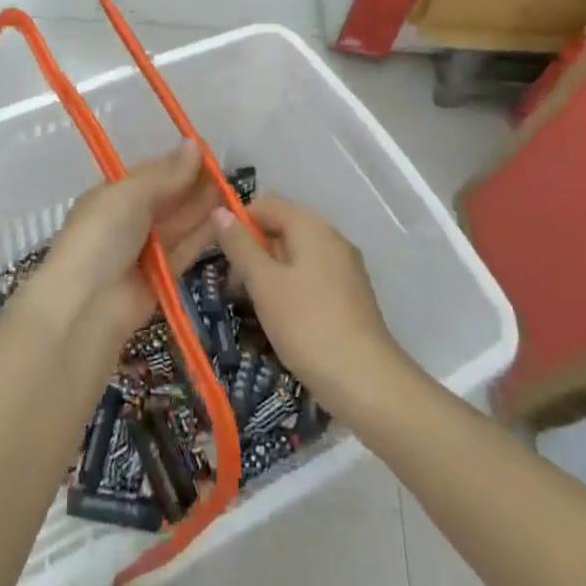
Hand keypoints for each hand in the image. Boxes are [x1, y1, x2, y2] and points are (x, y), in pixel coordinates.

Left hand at [26, 143, 222, 340]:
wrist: (85, 306)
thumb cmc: (101, 237)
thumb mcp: (129, 195)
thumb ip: (165, 174)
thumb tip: (195, 144)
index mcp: (111, 195)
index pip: (150, 173)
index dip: (178, 162)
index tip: (210, 152)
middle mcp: (126, 221)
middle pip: (167, 198)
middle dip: (194, 185)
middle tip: (229, 173)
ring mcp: (143, 250)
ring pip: (178, 224)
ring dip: (203, 209)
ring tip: (234, 193)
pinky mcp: (160, 278)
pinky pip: (184, 251)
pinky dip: (202, 236)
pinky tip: (226, 222)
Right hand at [212, 194, 412, 415]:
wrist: (366, 381)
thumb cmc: (306, 323)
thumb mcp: (263, 282)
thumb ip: (240, 245)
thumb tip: (219, 210)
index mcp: (311, 226)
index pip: (266, 203)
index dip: (239, 222)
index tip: (221, 255)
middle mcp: (331, 238)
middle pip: (282, 228)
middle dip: (252, 251)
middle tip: (233, 287)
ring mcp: (344, 267)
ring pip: (295, 255)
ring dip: (269, 273)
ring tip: (252, 306)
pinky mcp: (350, 295)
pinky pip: (311, 277)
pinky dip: (290, 288)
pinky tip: (280, 318)